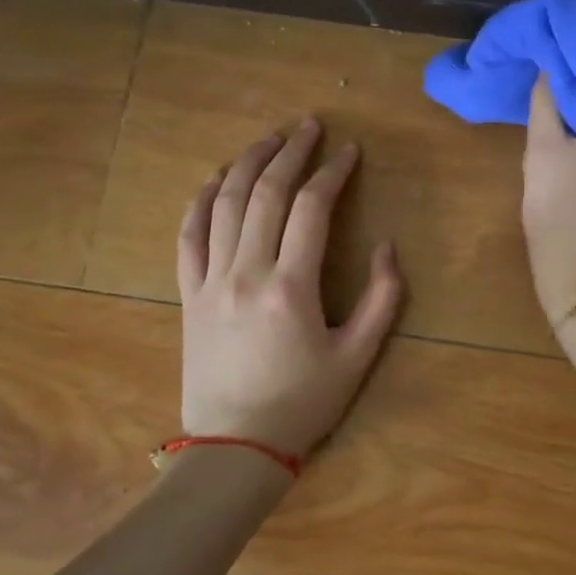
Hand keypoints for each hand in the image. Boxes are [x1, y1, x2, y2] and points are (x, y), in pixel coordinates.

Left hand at [178, 119, 403, 458]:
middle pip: (267, 194)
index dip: (332, 173)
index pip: (311, 209)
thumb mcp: (358, 357)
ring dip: (248, 164)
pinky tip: (216, 179)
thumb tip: (387, 247)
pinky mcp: (188, 294)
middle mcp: (246, 273)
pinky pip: (188, 236)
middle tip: (309, 126)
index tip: (349, 150)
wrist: (234, 448)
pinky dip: (201, 201)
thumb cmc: (303, 404)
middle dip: (291, 153)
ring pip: (225, 205)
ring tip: (269, 138)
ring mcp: (210, 281)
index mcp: (291, 288)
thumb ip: (381, 299)